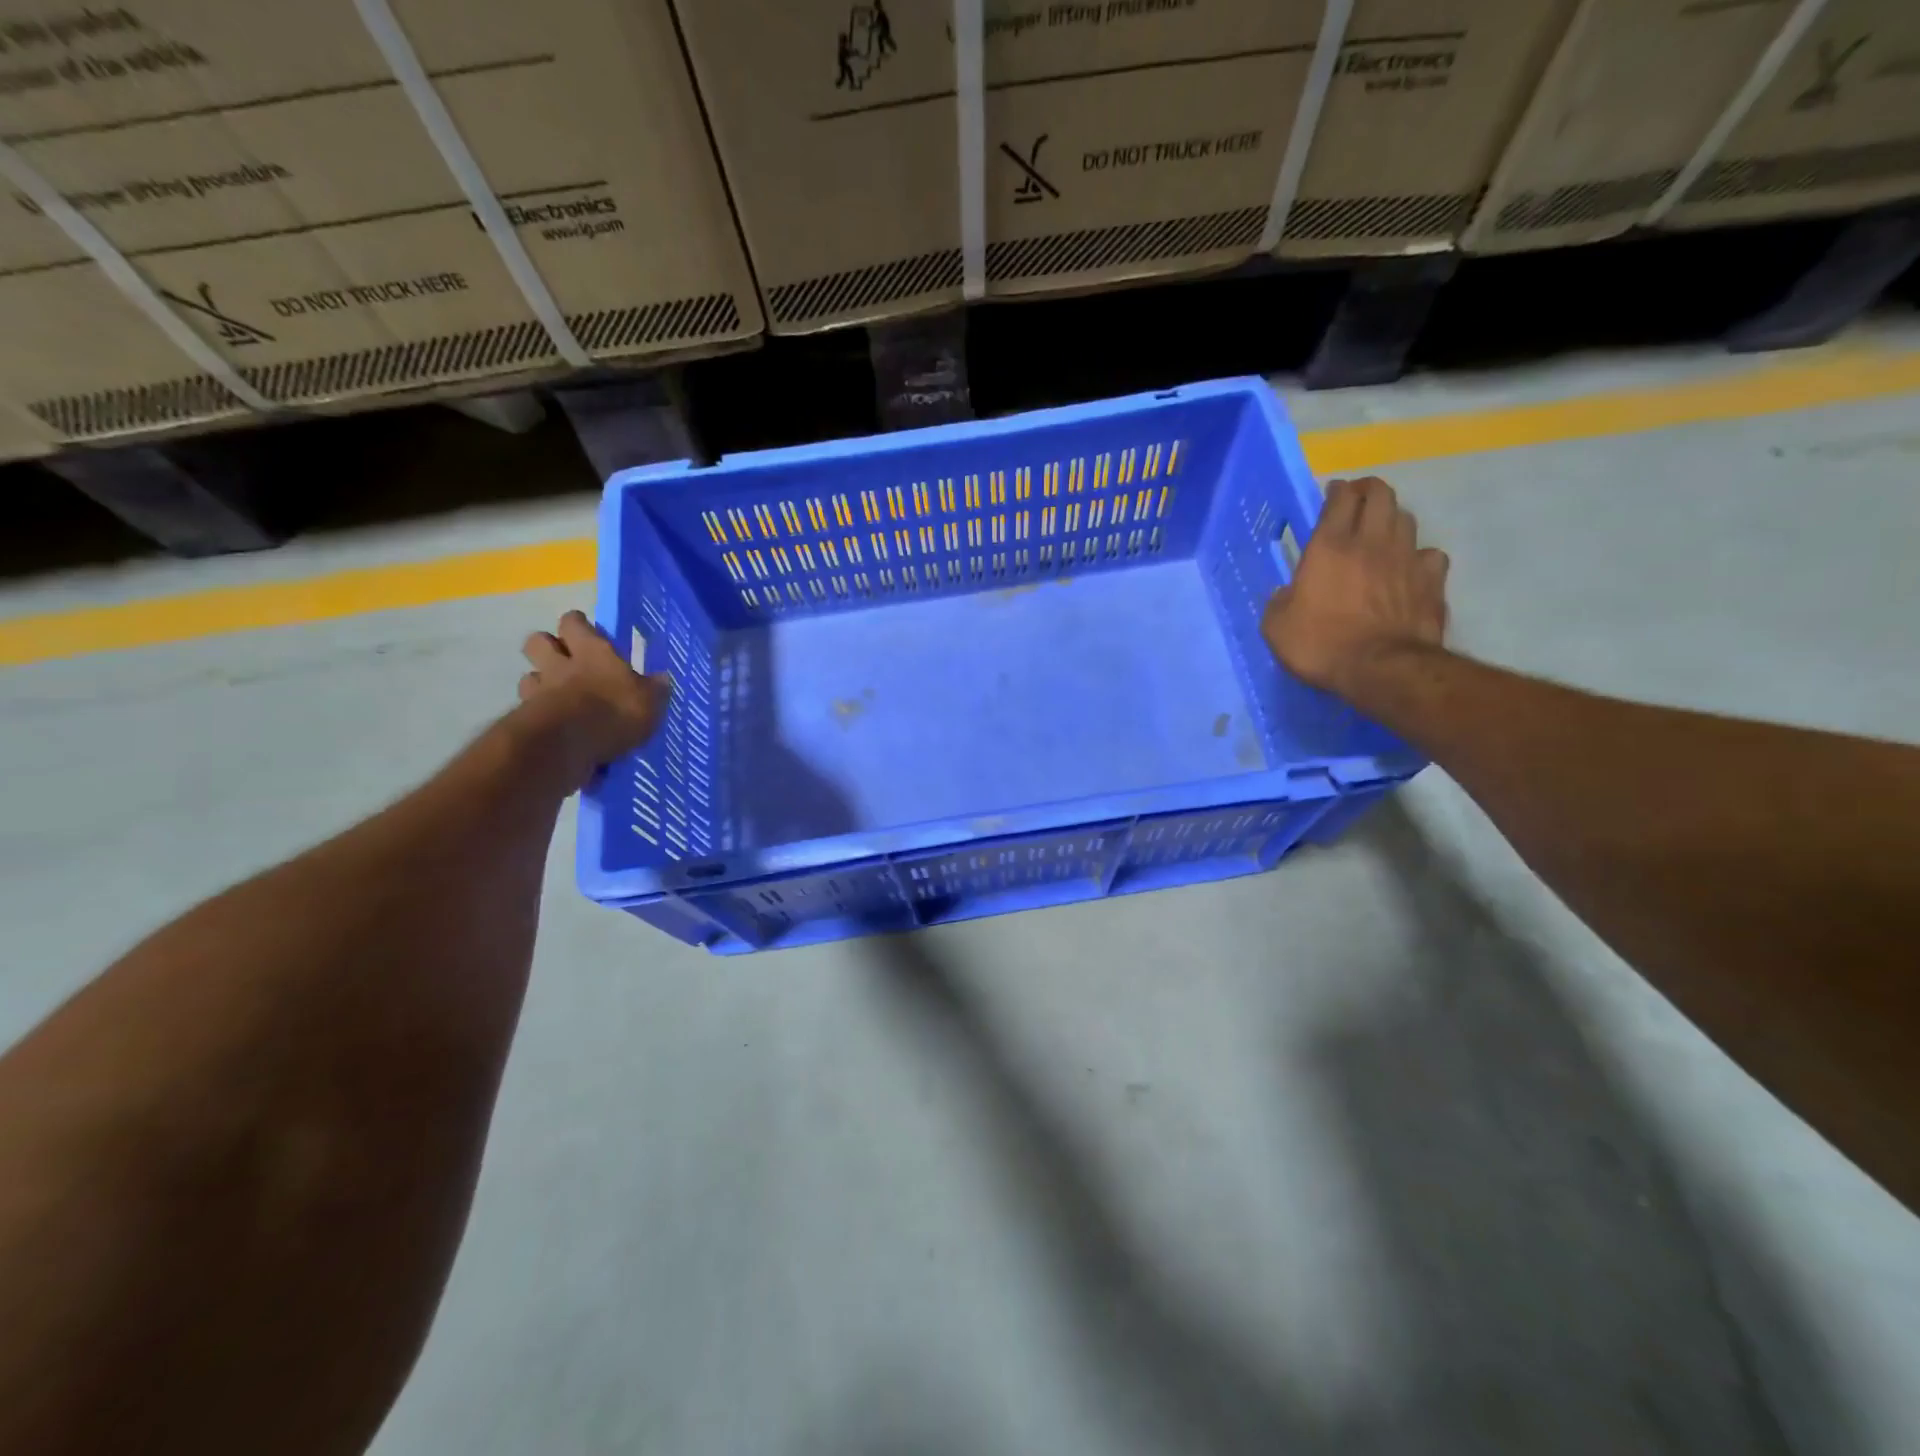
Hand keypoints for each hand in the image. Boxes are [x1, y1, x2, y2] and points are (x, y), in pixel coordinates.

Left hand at [517, 611, 669, 776]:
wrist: (567, 745)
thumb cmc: (615, 712)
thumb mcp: (650, 701)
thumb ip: (653, 689)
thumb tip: (662, 679)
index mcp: (593, 652)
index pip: (574, 623)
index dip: (578, 625)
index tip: (585, 630)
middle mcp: (560, 665)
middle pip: (538, 641)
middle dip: (548, 646)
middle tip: (564, 659)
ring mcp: (538, 692)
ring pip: (529, 676)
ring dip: (540, 682)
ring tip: (556, 696)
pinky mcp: (526, 719)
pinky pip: (528, 710)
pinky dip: (539, 716)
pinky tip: (554, 727)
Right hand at [1262, 476, 1448, 699]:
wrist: (1381, 669)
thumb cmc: (1321, 645)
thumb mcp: (1276, 627)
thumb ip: (1279, 601)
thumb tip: (1286, 593)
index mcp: (1329, 546)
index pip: (1340, 498)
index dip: (1336, 491)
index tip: (1331, 494)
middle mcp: (1371, 542)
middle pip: (1381, 494)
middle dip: (1368, 491)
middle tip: (1357, 502)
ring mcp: (1407, 558)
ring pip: (1406, 518)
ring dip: (1392, 519)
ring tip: (1381, 533)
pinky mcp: (1431, 581)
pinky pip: (1429, 554)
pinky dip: (1418, 556)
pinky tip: (1409, 569)